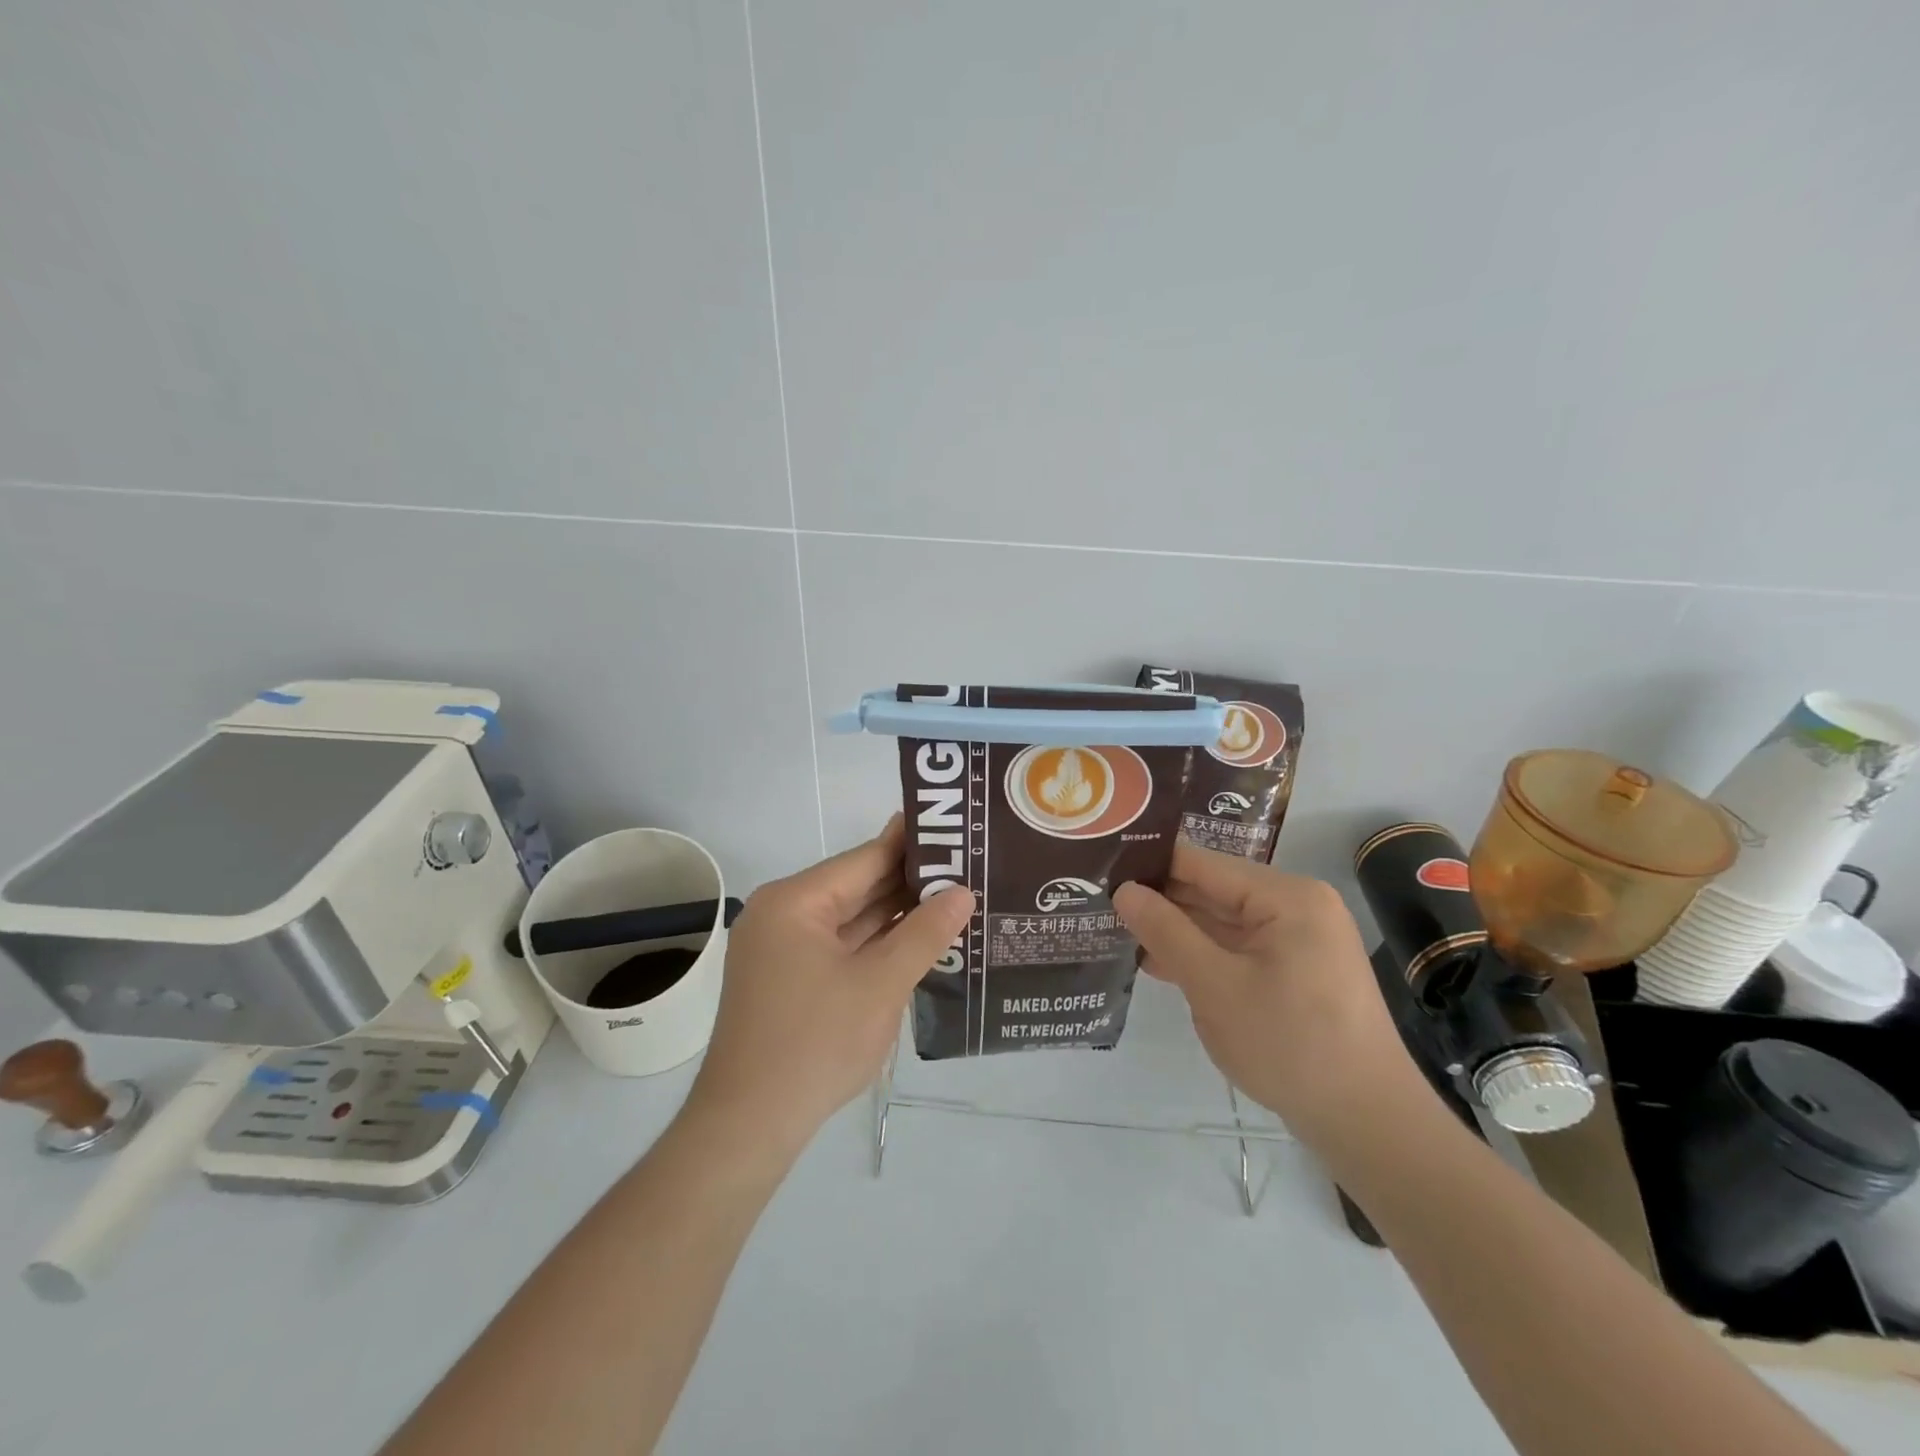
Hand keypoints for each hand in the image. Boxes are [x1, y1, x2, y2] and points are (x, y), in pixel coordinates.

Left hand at [684, 815, 974, 1159]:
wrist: (749, 1127)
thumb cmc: (815, 1045)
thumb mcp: (881, 985)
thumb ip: (924, 933)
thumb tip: (962, 892)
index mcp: (795, 902)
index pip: (865, 858)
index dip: (912, 845)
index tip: (956, 831)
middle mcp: (783, 914)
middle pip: (856, 886)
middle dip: (909, 882)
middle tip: (967, 866)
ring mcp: (782, 948)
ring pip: (849, 918)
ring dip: (895, 915)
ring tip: (954, 898)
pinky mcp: (788, 978)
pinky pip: (839, 946)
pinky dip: (875, 944)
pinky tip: (917, 939)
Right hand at [1113, 843, 1428, 1146]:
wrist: (1368, 1124)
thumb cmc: (1289, 1046)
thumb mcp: (1215, 986)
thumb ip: (1166, 931)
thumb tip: (1123, 890)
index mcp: (1286, 896)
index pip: (1202, 863)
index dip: (1150, 866)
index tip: (1101, 871)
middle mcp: (1296, 905)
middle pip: (1212, 890)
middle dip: (1160, 901)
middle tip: (1099, 904)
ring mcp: (1299, 939)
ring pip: (1222, 921)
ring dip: (1176, 930)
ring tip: (1115, 930)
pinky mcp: (1296, 970)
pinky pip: (1238, 948)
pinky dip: (1202, 954)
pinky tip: (1158, 963)